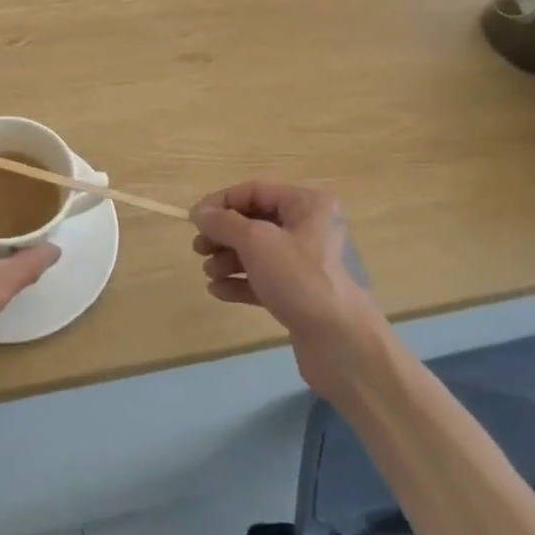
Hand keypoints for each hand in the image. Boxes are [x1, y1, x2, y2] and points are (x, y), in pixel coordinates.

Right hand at [190, 182, 383, 396]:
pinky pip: (263, 279)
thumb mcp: (256, 242)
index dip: (221, 202)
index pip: (254, 191)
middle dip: (223, 235)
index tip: (193, 220)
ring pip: (257, 252)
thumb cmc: (300, 279)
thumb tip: (198, 211)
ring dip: (228, 259)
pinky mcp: (300, 294)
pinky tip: (217, 291)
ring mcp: (306, 263)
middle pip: (254, 222)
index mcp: (307, 204)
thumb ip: (223, 222)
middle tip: (199, 250)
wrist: (341, 343)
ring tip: (209, 273)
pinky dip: (240, 281)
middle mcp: (309, 228)